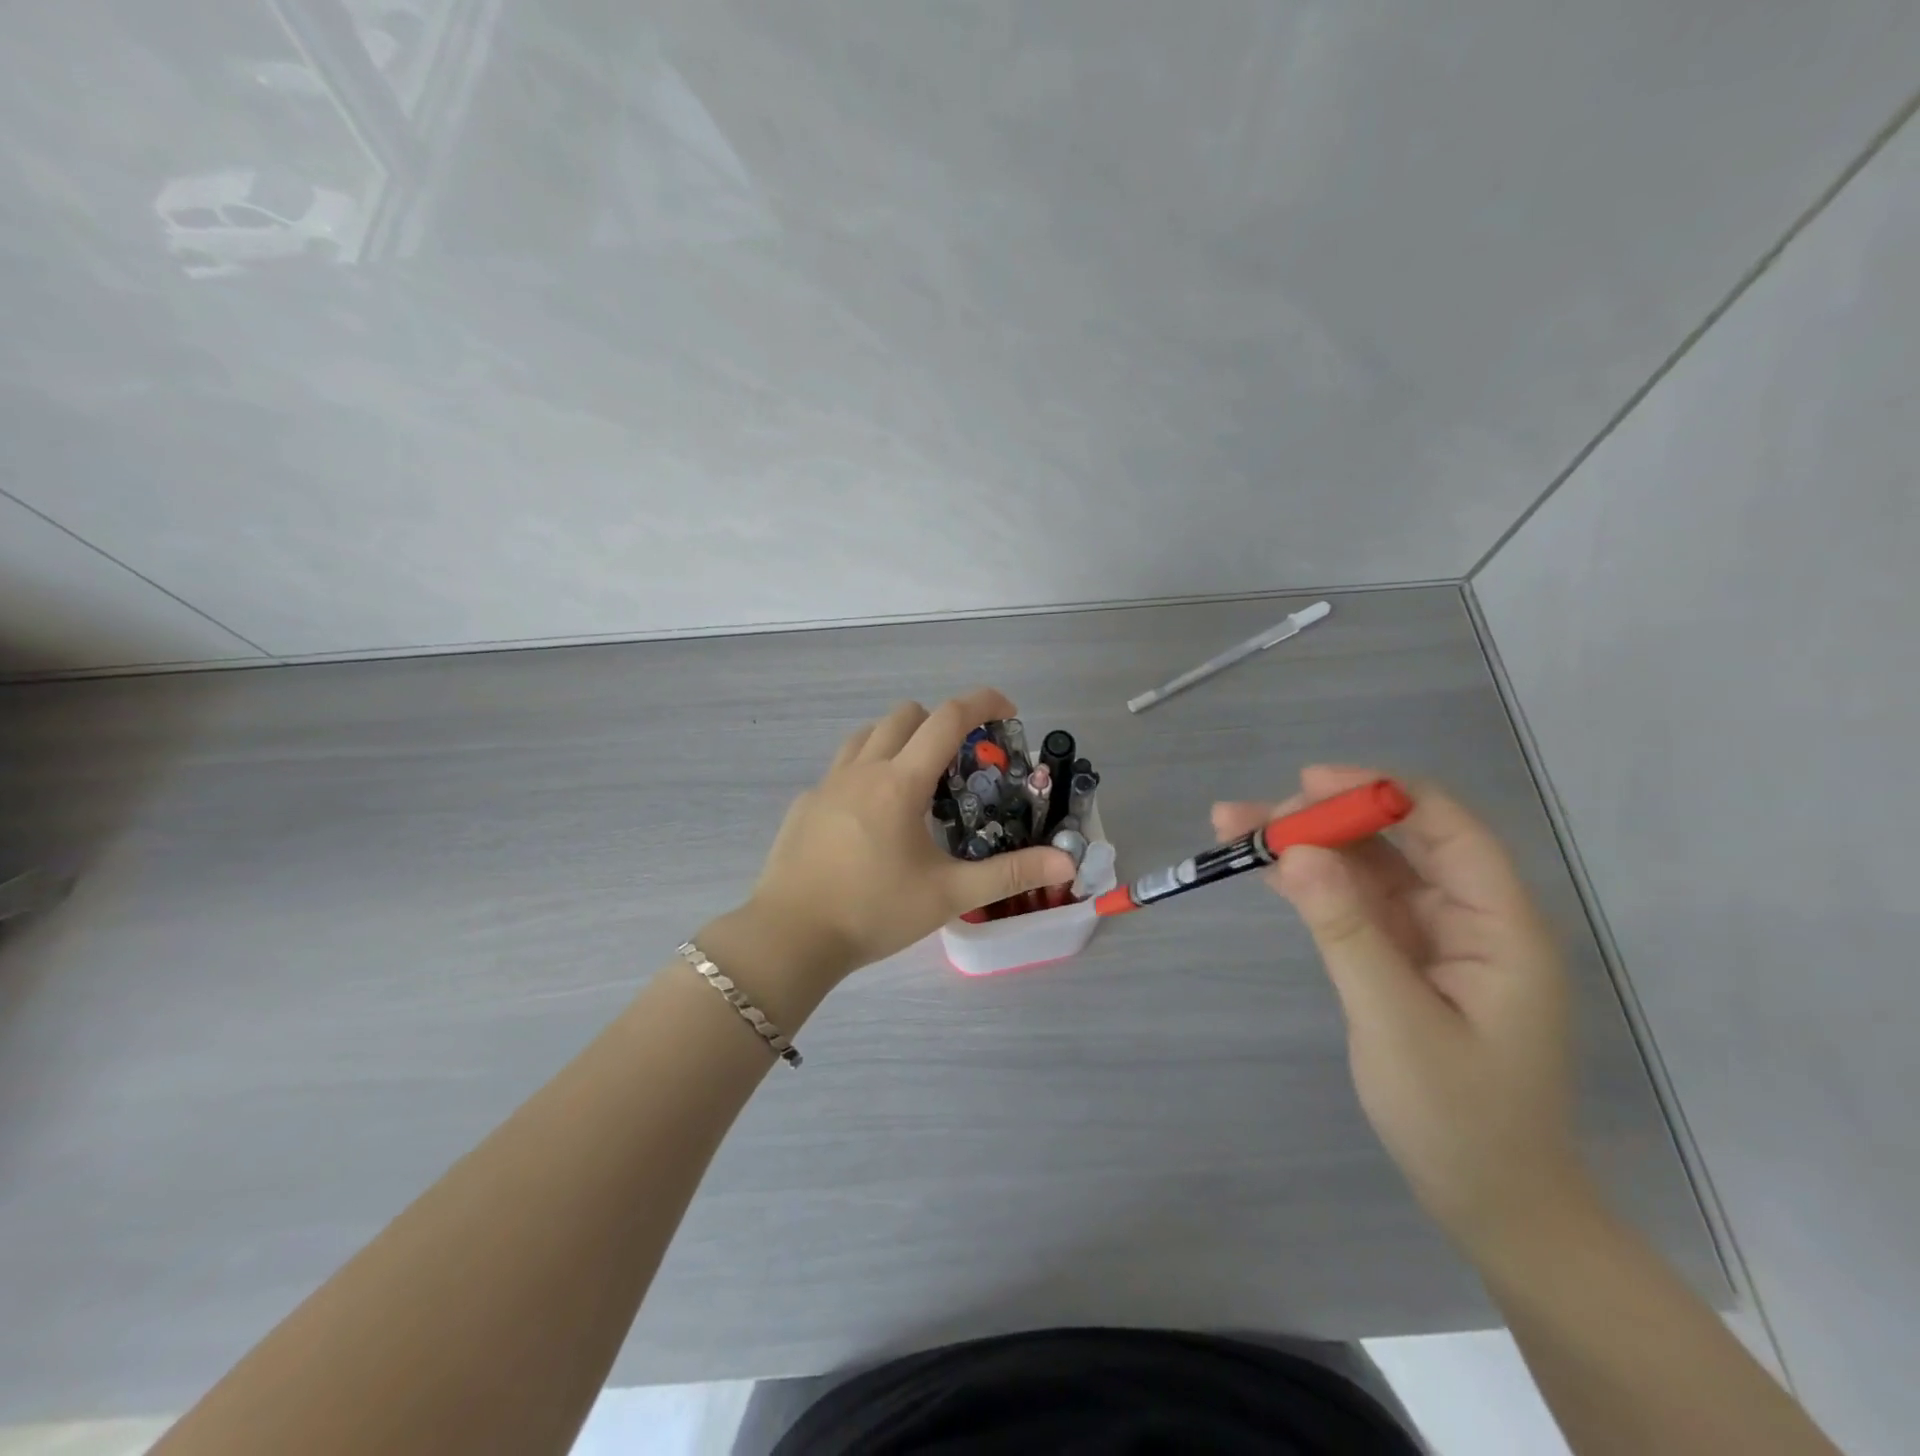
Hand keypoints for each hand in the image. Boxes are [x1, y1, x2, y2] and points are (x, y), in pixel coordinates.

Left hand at [734, 688, 1075, 987]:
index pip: (947, 719)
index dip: (982, 703)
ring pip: (868, 734)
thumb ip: (1010, 874)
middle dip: (940, 723)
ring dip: (899, 740)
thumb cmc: (873, 911)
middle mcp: (862, 769)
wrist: (790, 937)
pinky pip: (842, 768)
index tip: (1008, 711)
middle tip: (961, 764)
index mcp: (900, 782)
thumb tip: (1067, 862)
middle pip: (906, 714)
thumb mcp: (948, 894)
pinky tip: (872, 819)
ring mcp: (827, 783)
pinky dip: (868, 771)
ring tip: (916, 783)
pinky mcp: (806, 804)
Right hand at [1214, 766, 1592, 1251]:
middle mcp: (1471, 917)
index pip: (1446, 827)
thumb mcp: (1395, 1021)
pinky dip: (1313, 884)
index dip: (1378, 793)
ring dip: (1308, 846)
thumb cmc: (1459, 1118)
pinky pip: (1356, 903)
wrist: (1492, 1202)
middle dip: (1325, 818)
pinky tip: (1267, 869)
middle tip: (1251, 821)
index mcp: (1500, 925)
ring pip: (1368, 867)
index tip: (1305, 783)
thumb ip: (1346, 931)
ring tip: (1235, 829)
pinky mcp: (1404, 957)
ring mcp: (1435, 937)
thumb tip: (1296, 851)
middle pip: (1398, 839)